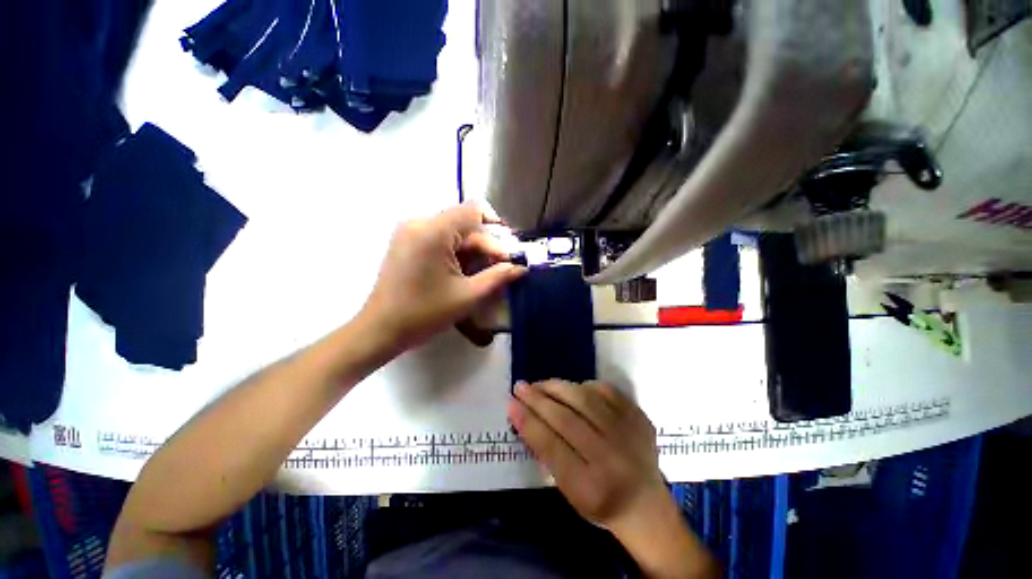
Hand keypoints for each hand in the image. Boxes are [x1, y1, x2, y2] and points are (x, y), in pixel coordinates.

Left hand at [362, 204, 526, 350]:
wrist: (381, 329)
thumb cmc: (424, 313)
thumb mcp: (468, 296)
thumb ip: (498, 277)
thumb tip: (521, 267)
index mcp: (433, 231)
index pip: (474, 210)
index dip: (497, 227)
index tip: (508, 252)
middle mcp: (420, 223)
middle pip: (465, 223)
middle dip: (487, 246)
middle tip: (502, 269)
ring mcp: (410, 232)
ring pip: (454, 232)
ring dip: (473, 251)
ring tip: (485, 274)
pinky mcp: (407, 242)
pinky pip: (440, 239)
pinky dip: (457, 253)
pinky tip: (465, 272)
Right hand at [508, 380, 667, 529]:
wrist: (645, 504)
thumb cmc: (599, 501)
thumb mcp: (568, 490)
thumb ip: (547, 454)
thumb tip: (524, 416)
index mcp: (589, 486)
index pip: (550, 446)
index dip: (527, 421)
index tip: (510, 403)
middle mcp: (610, 458)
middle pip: (566, 419)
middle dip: (538, 399)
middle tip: (520, 386)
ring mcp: (628, 434)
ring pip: (585, 398)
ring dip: (557, 387)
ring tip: (541, 384)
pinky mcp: (638, 417)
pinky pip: (606, 390)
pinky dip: (585, 386)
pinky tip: (572, 388)